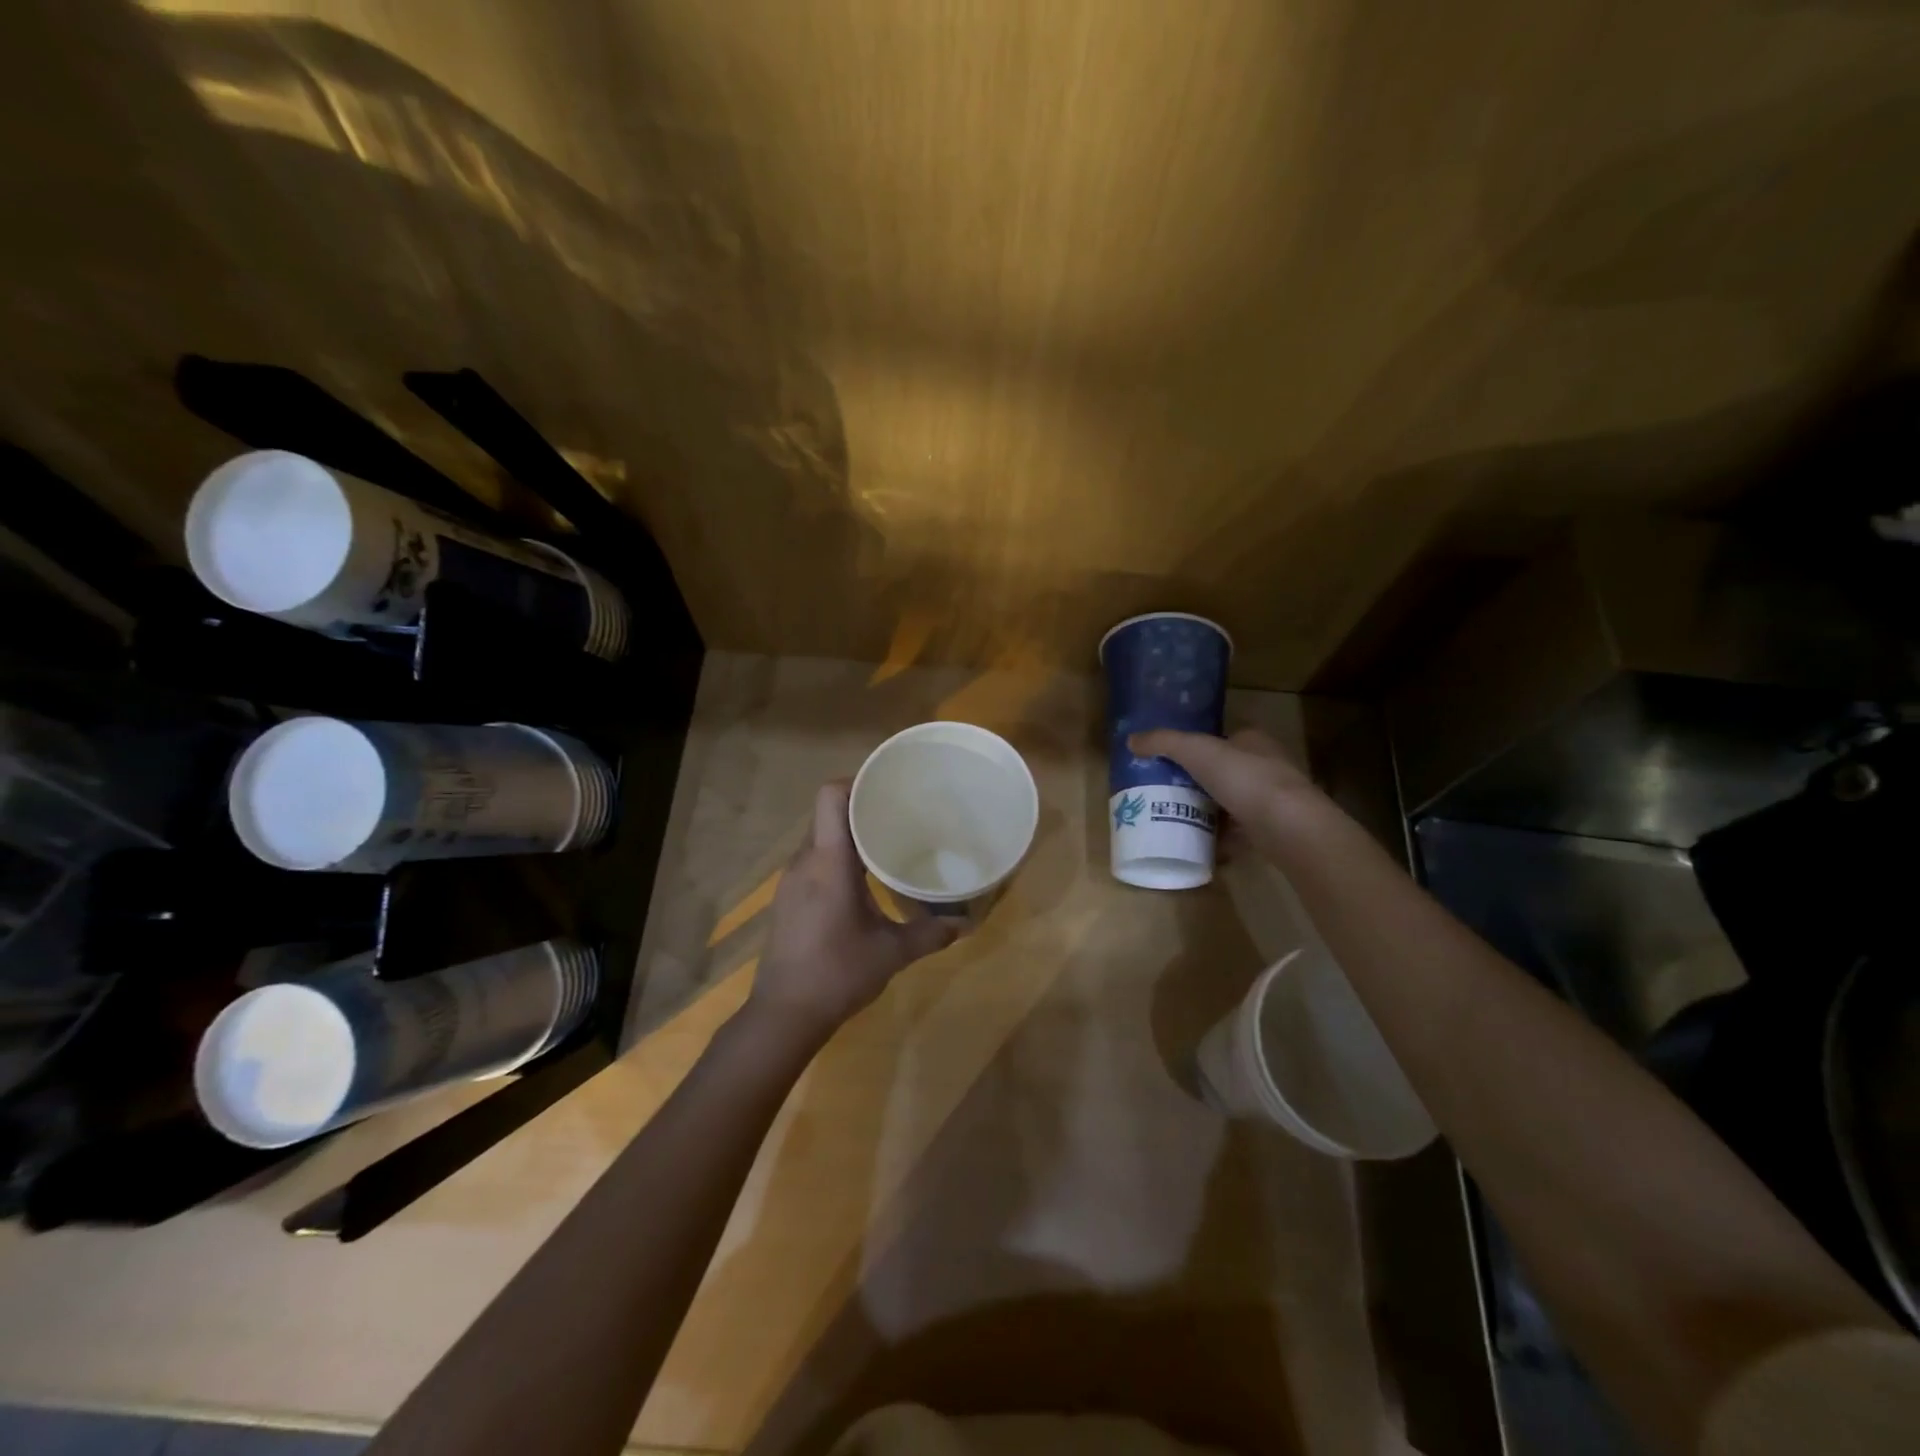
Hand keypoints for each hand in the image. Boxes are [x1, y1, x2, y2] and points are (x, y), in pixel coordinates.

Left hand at [749, 781, 957, 1040]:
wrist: (783, 1015)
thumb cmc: (838, 974)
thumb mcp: (891, 954)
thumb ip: (930, 934)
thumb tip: (966, 923)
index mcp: (829, 862)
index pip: (831, 796)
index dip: (856, 781)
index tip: (888, 786)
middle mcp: (805, 862)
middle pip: (828, 814)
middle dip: (861, 807)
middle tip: (899, 813)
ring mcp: (791, 881)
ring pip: (820, 838)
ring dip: (849, 834)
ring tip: (885, 842)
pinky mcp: (787, 899)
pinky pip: (813, 860)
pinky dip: (837, 857)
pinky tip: (861, 879)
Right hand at [1126, 727, 1323, 856]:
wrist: (1289, 827)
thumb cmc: (1244, 778)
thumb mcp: (1196, 751)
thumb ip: (1164, 742)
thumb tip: (1131, 740)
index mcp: (1253, 740)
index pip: (1224, 738)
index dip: (1199, 747)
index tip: (1173, 761)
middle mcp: (1268, 766)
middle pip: (1227, 771)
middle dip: (1201, 782)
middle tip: (1169, 793)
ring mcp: (1274, 800)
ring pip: (1234, 803)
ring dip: (1211, 811)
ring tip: (1180, 820)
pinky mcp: (1275, 830)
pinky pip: (1241, 832)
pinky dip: (1223, 839)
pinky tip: (1202, 846)